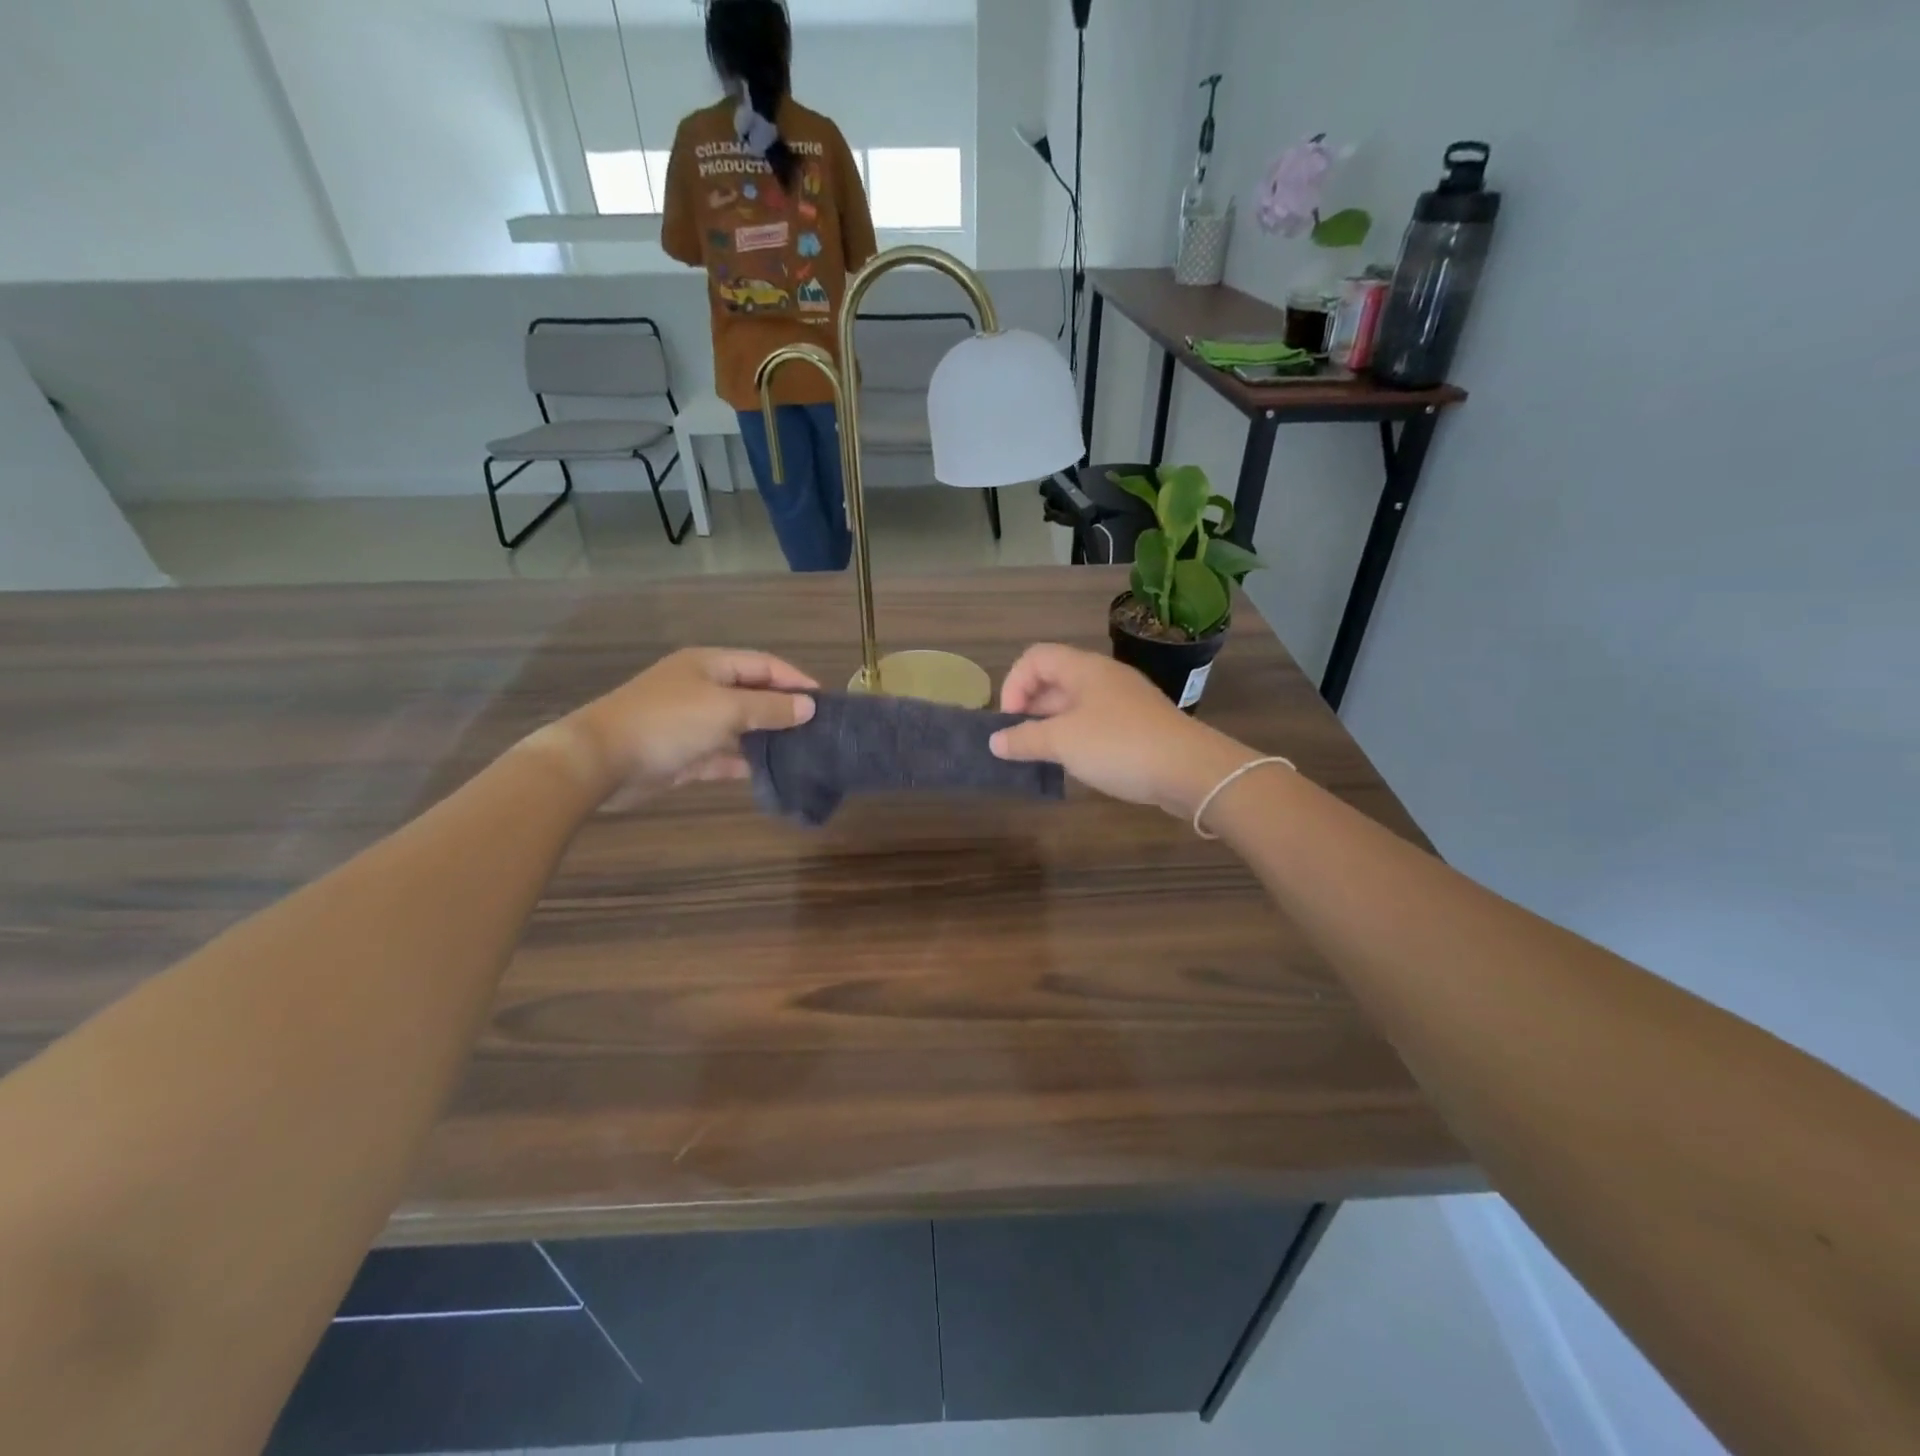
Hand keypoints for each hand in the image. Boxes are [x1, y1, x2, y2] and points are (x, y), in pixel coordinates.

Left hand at [545, 648, 817, 805]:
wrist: (601, 761)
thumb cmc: (668, 723)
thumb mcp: (726, 709)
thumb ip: (770, 708)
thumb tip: (809, 706)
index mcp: (710, 665)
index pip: (763, 664)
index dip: (795, 679)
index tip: (825, 701)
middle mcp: (702, 689)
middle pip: (753, 694)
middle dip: (784, 709)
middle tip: (818, 729)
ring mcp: (692, 722)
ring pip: (740, 726)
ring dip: (767, 737)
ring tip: (803, 751)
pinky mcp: (684, 755)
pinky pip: (723, 754)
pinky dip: (745, 761)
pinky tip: (771, 772)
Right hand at [990, 644, 1258, 818]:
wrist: (1190, 769)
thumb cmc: (1119, 746)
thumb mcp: (1063, 742)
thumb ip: (1025, 739)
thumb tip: (995, 741)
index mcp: (1084, 668)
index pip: (1035, 657)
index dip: (1014, 683)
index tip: (1010, 720)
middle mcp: (1104, 677)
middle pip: (1055, 679)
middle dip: (1030, 707)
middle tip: (1020, 741)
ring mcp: (1124, 700)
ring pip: (1075, 703)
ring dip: (1052, 724)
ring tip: (1042, 754)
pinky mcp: (1138, 724)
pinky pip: (1096, 721)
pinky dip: (1076, 736)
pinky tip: (1075, 761)